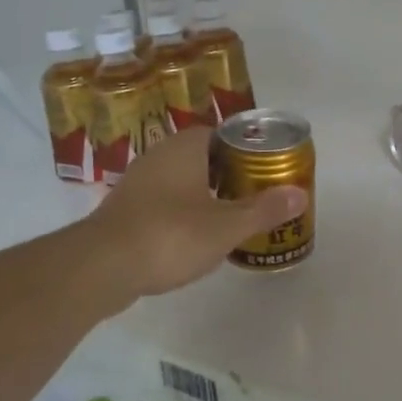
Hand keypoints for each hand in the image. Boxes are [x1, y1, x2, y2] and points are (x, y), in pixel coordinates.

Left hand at [80, 127, 308, 302]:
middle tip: (254, 194)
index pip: (220, 133)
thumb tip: (300, 194)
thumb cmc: (170, 236)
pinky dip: (181, 214)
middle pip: (202, 157)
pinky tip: (194, 237)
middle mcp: (158, 156)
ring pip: (180, 180)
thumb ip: (264, 210)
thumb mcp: (226, 226)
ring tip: (230, 216)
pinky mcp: (124, 211)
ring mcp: (137, 183)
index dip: (245, 149)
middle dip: (227, 173)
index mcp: (184, 148)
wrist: (101, 267)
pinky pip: (162, 203)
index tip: (264, 169)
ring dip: (203, 194)